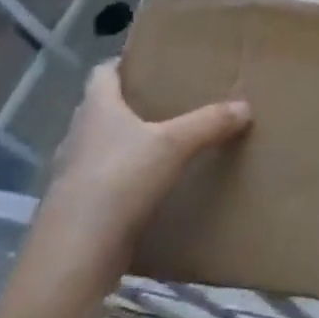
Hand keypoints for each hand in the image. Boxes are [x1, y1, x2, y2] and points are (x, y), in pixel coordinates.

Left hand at [30, 62, 251, 299]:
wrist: (75, 255)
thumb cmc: (119, 181)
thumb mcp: (174, 145)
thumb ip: (210, 122)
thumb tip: (245, 106)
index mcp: (96, 109)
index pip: (101, 73)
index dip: (123, 63)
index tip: (150, 62)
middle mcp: (78, 136)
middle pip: (102, 109)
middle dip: (132, 104)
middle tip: (170, 101)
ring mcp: (73, 174)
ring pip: (103, 147)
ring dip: (128, 143)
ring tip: (167, 143)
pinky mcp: (79, 209)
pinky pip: (105, 181)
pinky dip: (126, 179)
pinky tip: (153, 187)